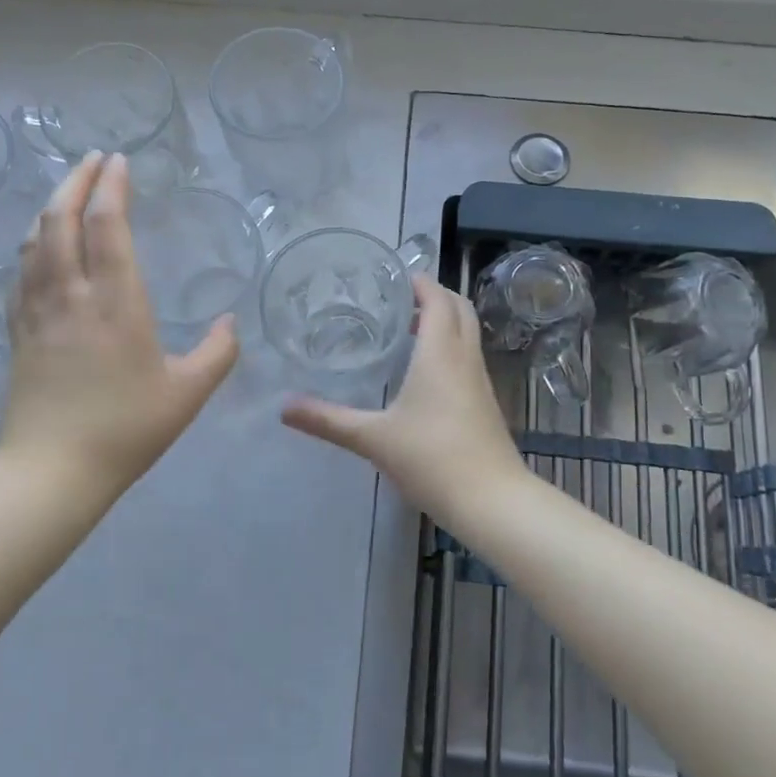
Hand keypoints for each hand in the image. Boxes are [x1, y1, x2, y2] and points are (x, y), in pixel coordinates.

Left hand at [0, 152, 238, 492]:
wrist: (51, 471)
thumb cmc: (126, 428)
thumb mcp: (188, 393)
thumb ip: (218, 353)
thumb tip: (230, 321)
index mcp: (116, 302)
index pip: (108, 226)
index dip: (113, 187)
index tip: (120, 161)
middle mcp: (72, 295)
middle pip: (62, 220)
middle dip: (76, 181)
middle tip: (93, 159)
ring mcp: (38, 311)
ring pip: (35, 241)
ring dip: (51, 206)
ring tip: (68, 191)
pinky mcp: (19, 331)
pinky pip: (20, 272)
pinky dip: (32, 244)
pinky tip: (38, 245)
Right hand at [281, 274, 524, 518]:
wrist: (491, 500)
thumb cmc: (432, 458)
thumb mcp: (373, 438)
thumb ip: (328, 420)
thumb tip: (284, 407)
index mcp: (440, 353)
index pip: (437, 299)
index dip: (420, 282)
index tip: (394, 276)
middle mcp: (464, 357)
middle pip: (459, 308)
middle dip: (434, 296)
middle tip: (399, 300)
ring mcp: (480, 379)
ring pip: (467, 332)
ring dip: (444, 320)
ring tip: (407, 328)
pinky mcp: (486, 401)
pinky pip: (468, 356)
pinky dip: (450, 345)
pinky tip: (425, 371)